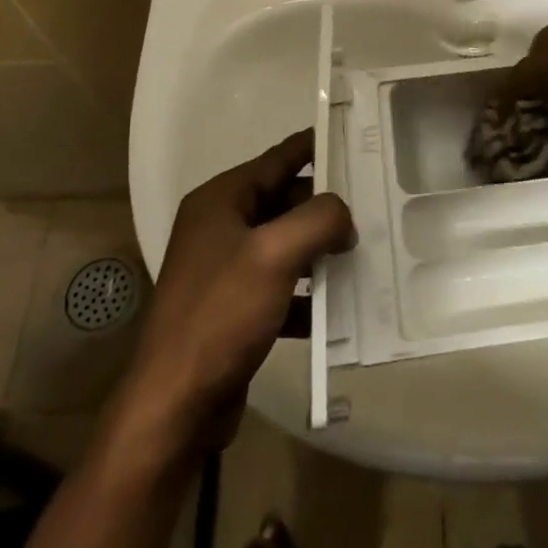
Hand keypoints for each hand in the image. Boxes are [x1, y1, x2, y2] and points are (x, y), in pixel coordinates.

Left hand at [124, 132, 354, 447]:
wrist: (175, 407)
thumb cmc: (221, 315)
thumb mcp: (275, 254)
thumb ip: (318, 219)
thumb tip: (344, 217)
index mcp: (220, 201)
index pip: (278, 159)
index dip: (316, 148)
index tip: (356, 140)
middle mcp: (220, 227)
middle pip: (284, 201)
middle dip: (325, 207)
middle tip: (373, 206)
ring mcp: (226, 270)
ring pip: (286, 245)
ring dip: (321, 251)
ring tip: (365, 254)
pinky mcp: (234, 309)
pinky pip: (282, 286)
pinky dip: (308, 294)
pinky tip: (340, 308)